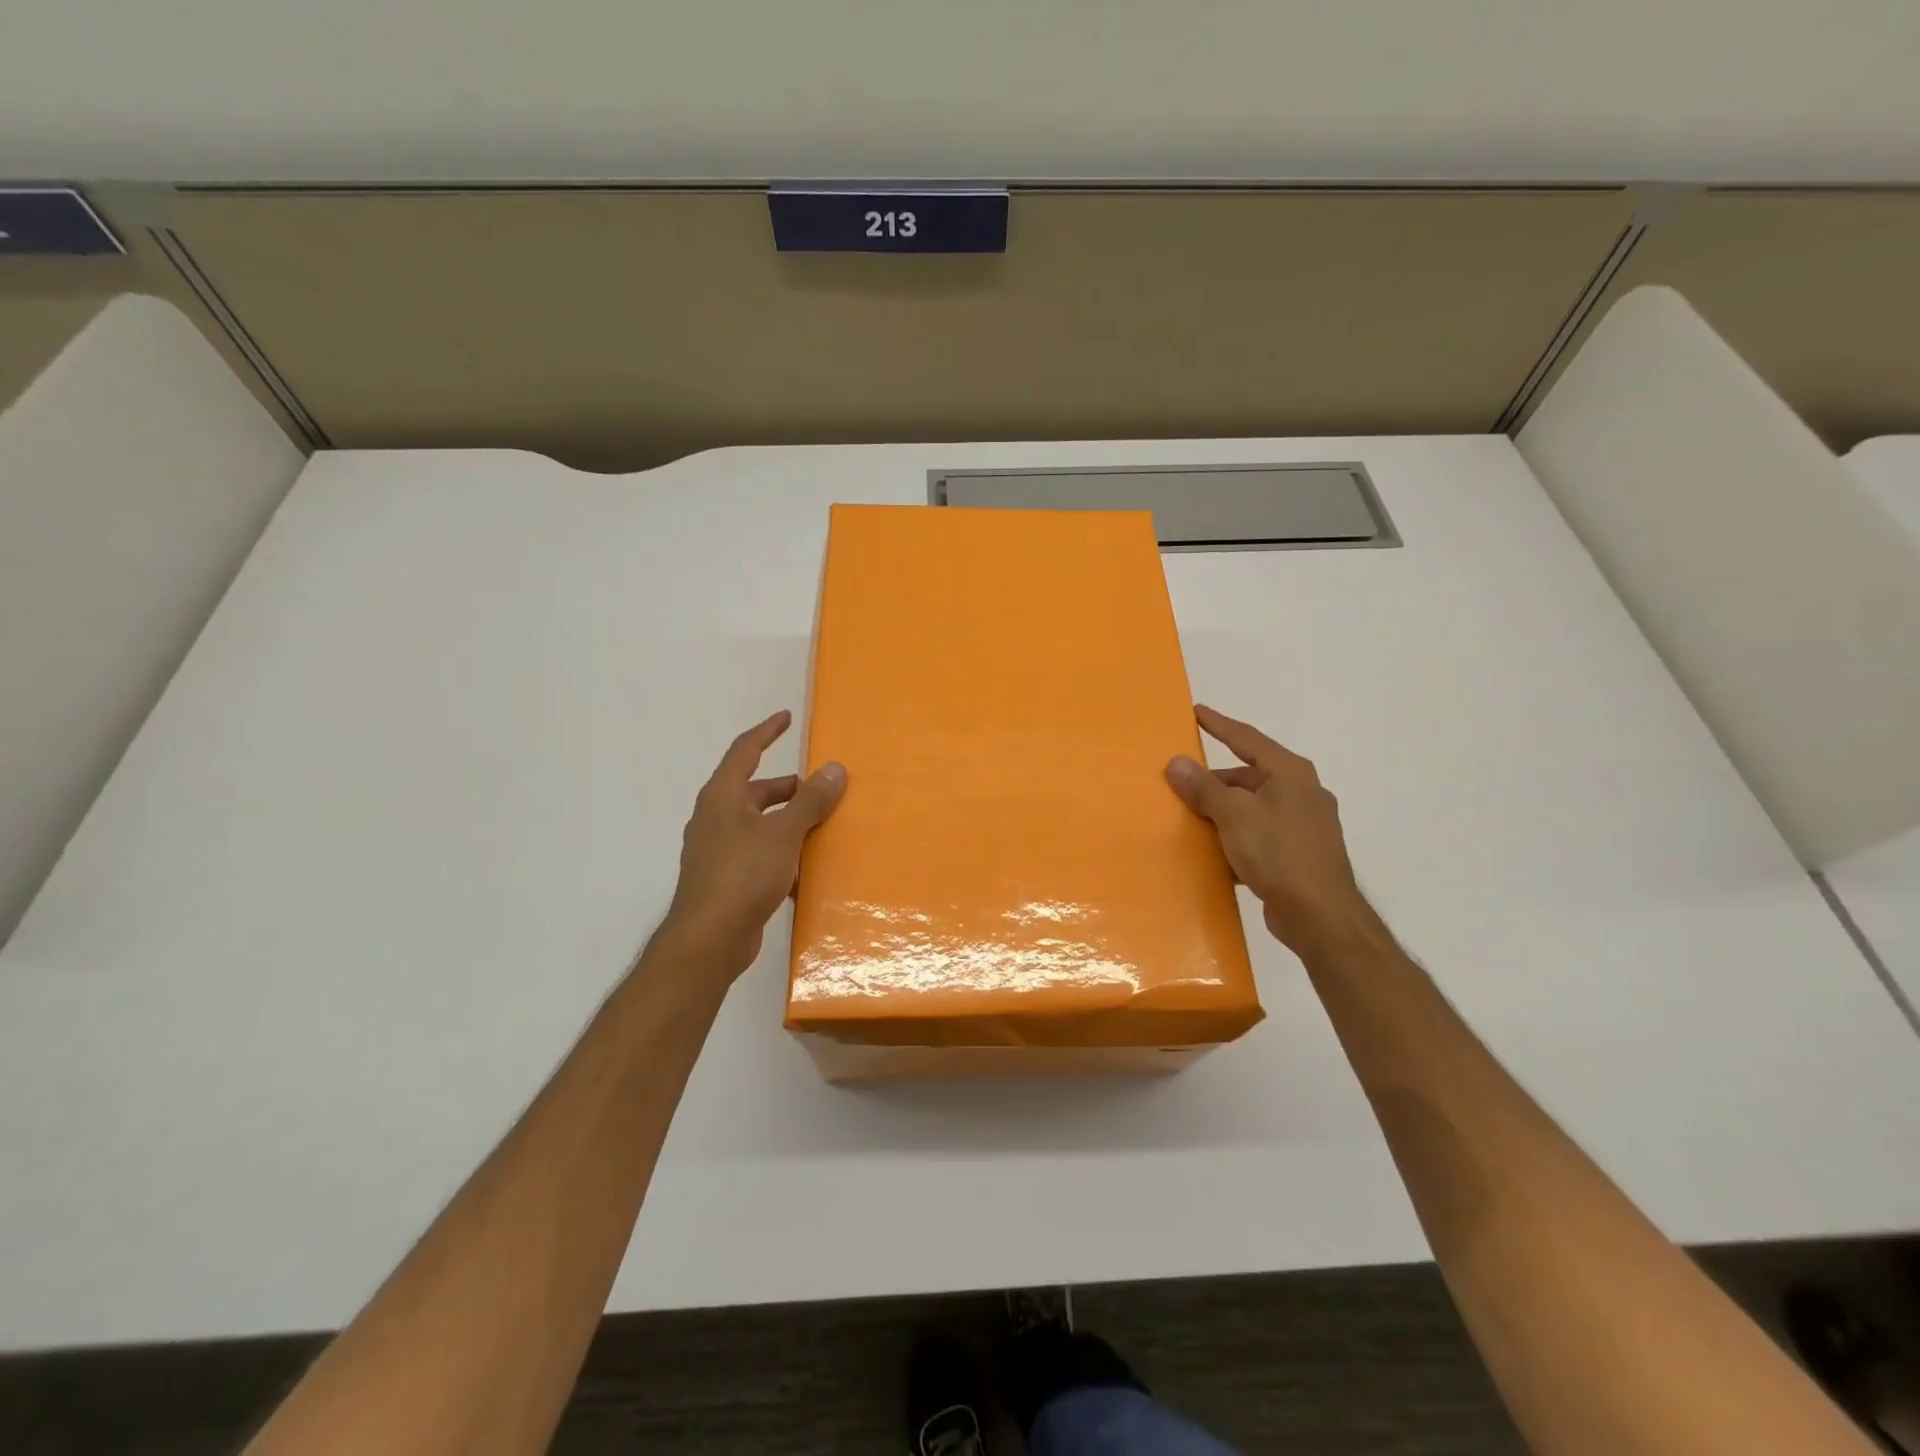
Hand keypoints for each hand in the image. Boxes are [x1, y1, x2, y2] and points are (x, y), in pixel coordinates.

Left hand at [659, 710, 846, 980]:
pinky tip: (807, 869)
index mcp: (722, 797)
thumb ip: (811, 801)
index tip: (787, 718)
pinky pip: (760, 854)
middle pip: (755, 791)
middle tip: (822, 790)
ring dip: (788, 822)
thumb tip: (835, 768)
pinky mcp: (727, 880)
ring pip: (760, 825)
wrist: (709, 939)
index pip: (744, 751)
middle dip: (788, 788)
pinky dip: (782, 853)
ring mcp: (719, 851)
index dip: (767, 732)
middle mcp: (716, 818)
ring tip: (822, 827)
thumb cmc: (743, 874)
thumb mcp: (783, 832)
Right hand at [1165, 705, 1380, 953]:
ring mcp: (1303, 825)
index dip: (1219, 725)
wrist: (1320, 915)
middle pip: (1248, 776)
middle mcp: (1301, 792)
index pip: (1247, 738)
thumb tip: (1176, 762)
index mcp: (1290, 773)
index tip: (1196, 712)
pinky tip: (1214, 853)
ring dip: (1223, 813)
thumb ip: (1204, 787)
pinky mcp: (1299, 855)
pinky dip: (1236, 838)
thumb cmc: (1278, 853)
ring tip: (1191, 819)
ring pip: (1253, 808)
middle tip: (1182, 784)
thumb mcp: (1234, 815)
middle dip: (1215, 781)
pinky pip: (1259, 836)